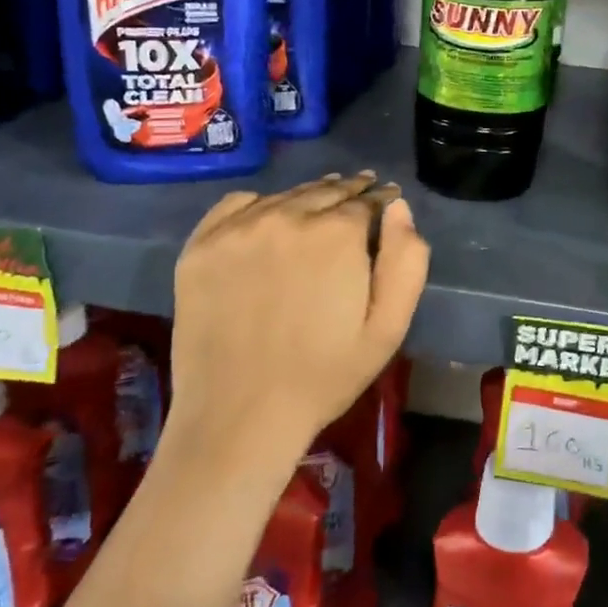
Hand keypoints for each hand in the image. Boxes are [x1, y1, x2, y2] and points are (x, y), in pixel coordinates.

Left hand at [166, 174, 429, 457]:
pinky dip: (260, 204)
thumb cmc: (325, 376)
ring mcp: (239, 229)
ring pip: (285, 196)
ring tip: (321, 201)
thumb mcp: (388, 327)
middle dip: (350, 190)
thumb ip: (406, 260)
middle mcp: (288, 217)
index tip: (388, 197)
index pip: (367, 200)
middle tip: (362, 189)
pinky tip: (269, 216)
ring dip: (309, 196)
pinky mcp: (201, 245)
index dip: (382, 199)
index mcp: (337, 234)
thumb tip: (398, 206)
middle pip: (327, 190)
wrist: (240, 416)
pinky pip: (237, 204)